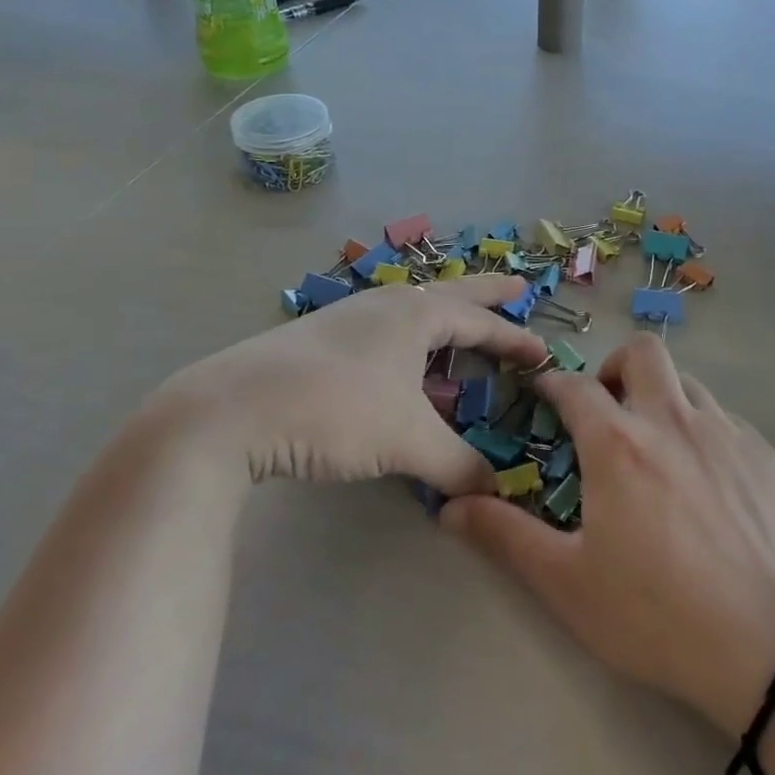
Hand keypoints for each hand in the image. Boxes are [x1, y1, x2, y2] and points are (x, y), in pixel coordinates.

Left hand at [138, 275, 547, 493]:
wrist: (231, 410)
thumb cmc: (335, 409)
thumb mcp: (406, 440)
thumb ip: (457, 465)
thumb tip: (493, 489)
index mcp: (416, 314)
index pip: (480, 322)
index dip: (515, 338)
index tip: (543, 352)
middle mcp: (385, 305)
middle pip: (449, 294)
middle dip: (486, 294)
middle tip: (516, 286)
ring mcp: (347, 318)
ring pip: (410, 312)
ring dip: (442, 320)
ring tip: (457, 331)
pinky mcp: (317, 340)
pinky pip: (382, 332)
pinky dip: (407, 343)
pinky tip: (397, 366)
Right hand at [441, 336, 774, 738]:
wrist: (769, 648)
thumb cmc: (655, 615)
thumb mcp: (567, 584)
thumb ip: (505, 536)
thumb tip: (448, 507)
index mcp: (618, 444)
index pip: (575, 387)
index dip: (552, 383)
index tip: (543, 393)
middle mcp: (671, 419)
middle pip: (642, 352)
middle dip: (615, 366)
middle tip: (607, 409)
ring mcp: (723, 431)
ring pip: (686, 381)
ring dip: (661, 396)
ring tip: (654, 444)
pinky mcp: (761, 452)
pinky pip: (722, 417)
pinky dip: (700, 428)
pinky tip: (703, 478)